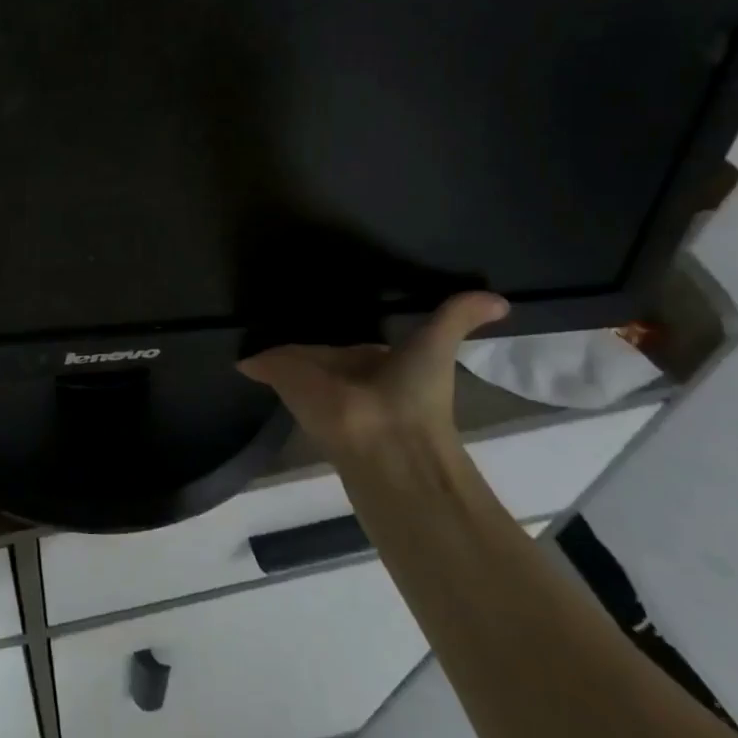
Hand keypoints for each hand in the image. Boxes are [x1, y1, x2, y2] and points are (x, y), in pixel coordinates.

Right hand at [237, 292, 508, 474]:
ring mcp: (308, 379)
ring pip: (288, 354)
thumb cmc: (413, 396)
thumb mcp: (436, 346)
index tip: (323, 300)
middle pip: (317, 347)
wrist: (383, 441)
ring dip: (271, 340)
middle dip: (299, 330)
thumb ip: (455, 319)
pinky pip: (262, 361)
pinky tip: (236, 339)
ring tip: (250, 307)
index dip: (342, 329)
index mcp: (375, 363)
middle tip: (276, 295)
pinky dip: (251, 355)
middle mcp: (340, 373)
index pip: (354, 345)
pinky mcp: (281, 379)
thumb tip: (500, 300)